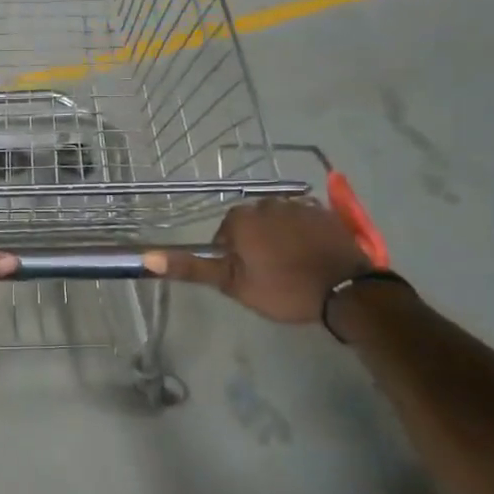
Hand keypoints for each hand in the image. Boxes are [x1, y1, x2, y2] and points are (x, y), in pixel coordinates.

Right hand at [143, 199, 372, 324]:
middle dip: (255, 244)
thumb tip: (147, 257)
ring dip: (279, 238)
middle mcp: (267, 203)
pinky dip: (303, 235)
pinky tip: (311, 256)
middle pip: (250, 224)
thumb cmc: (284, 289)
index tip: (247, 278)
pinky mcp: (325, 213)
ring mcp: (299, 205)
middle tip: (268, 275)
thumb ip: (192, 268)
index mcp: (241, 218)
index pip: (225, 235)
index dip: (233, 258)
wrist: (346, 291)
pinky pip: (303, 220)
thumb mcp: (233, 284)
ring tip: (292, 267)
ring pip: (277, 221)